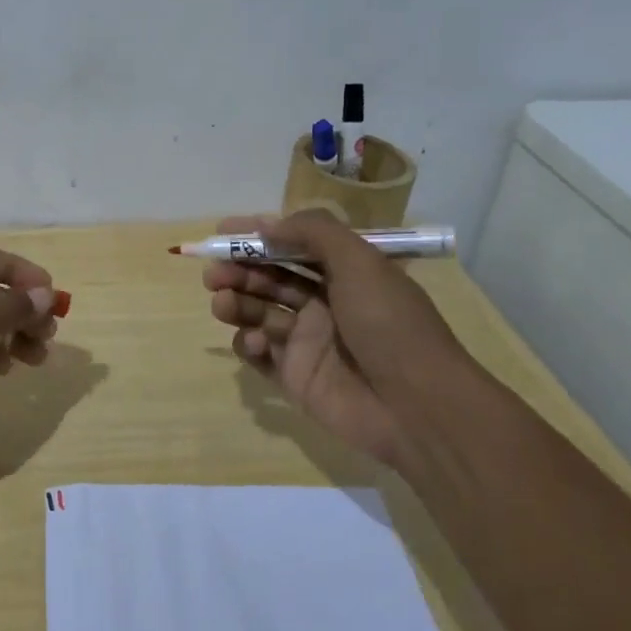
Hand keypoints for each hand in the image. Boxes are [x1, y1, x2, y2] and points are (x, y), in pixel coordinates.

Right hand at [204, 211, 481, 462]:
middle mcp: (324, 302)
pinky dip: (249, 344)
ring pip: (259, 312)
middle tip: (214, 274)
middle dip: (239, 270)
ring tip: (222, 304)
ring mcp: (308, 340)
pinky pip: (260, 353)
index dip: (258, 236)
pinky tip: (256, 342)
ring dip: (237, 303)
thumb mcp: (359, 262)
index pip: (293, 245)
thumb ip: (313, 232)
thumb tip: (265, 224)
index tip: (222, 232)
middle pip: (270, 278)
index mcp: (344, 272)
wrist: (416, 405)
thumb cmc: (389, 324)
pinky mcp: (295, 376)